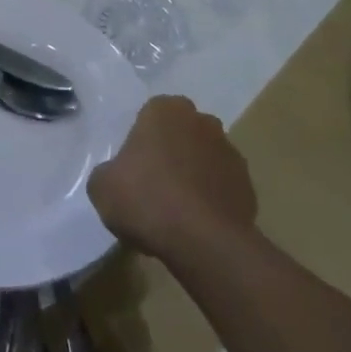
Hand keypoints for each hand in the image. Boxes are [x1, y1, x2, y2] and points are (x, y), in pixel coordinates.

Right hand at [88, 96, 256, 264]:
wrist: (203, 242)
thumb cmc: (146, 199)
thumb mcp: (102, 186)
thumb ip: (108, 172)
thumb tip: (118, 178)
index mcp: (164, 109)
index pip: (150, 116)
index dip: (141, 142)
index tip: (133, 168)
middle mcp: (201, 121)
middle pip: (181, 134)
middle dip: (172, 152)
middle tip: (154, 186)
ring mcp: (230, 152)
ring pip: (205, 159)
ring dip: (194, 175)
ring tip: (178, 211)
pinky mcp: (248, 185)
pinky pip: (223, 187)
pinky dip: (212, 199)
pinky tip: (198, 225)